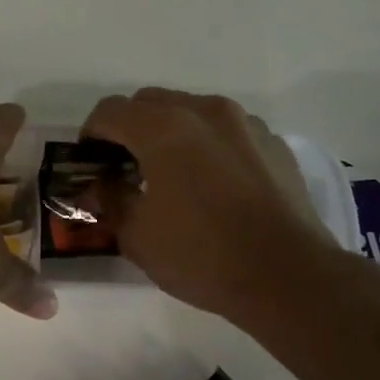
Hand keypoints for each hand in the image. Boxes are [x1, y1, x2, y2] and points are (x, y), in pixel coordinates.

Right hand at [81, 87, 339, 319]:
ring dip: (170, 132)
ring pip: (191, 111)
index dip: (91, 134)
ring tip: (171, 174)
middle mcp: (205, 111)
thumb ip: (111, 199)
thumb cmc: (202, 256)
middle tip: (125, 167)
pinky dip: (208, 145)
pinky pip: (226, 131)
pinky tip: (213, 185)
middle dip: (130, 128)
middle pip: (150, 102)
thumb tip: (102, 184)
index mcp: (163, 128)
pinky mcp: (274, 142)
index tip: (90, 162)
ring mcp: (245, 123)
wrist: (289, 277)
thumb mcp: (137, 236)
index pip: (110, 111)